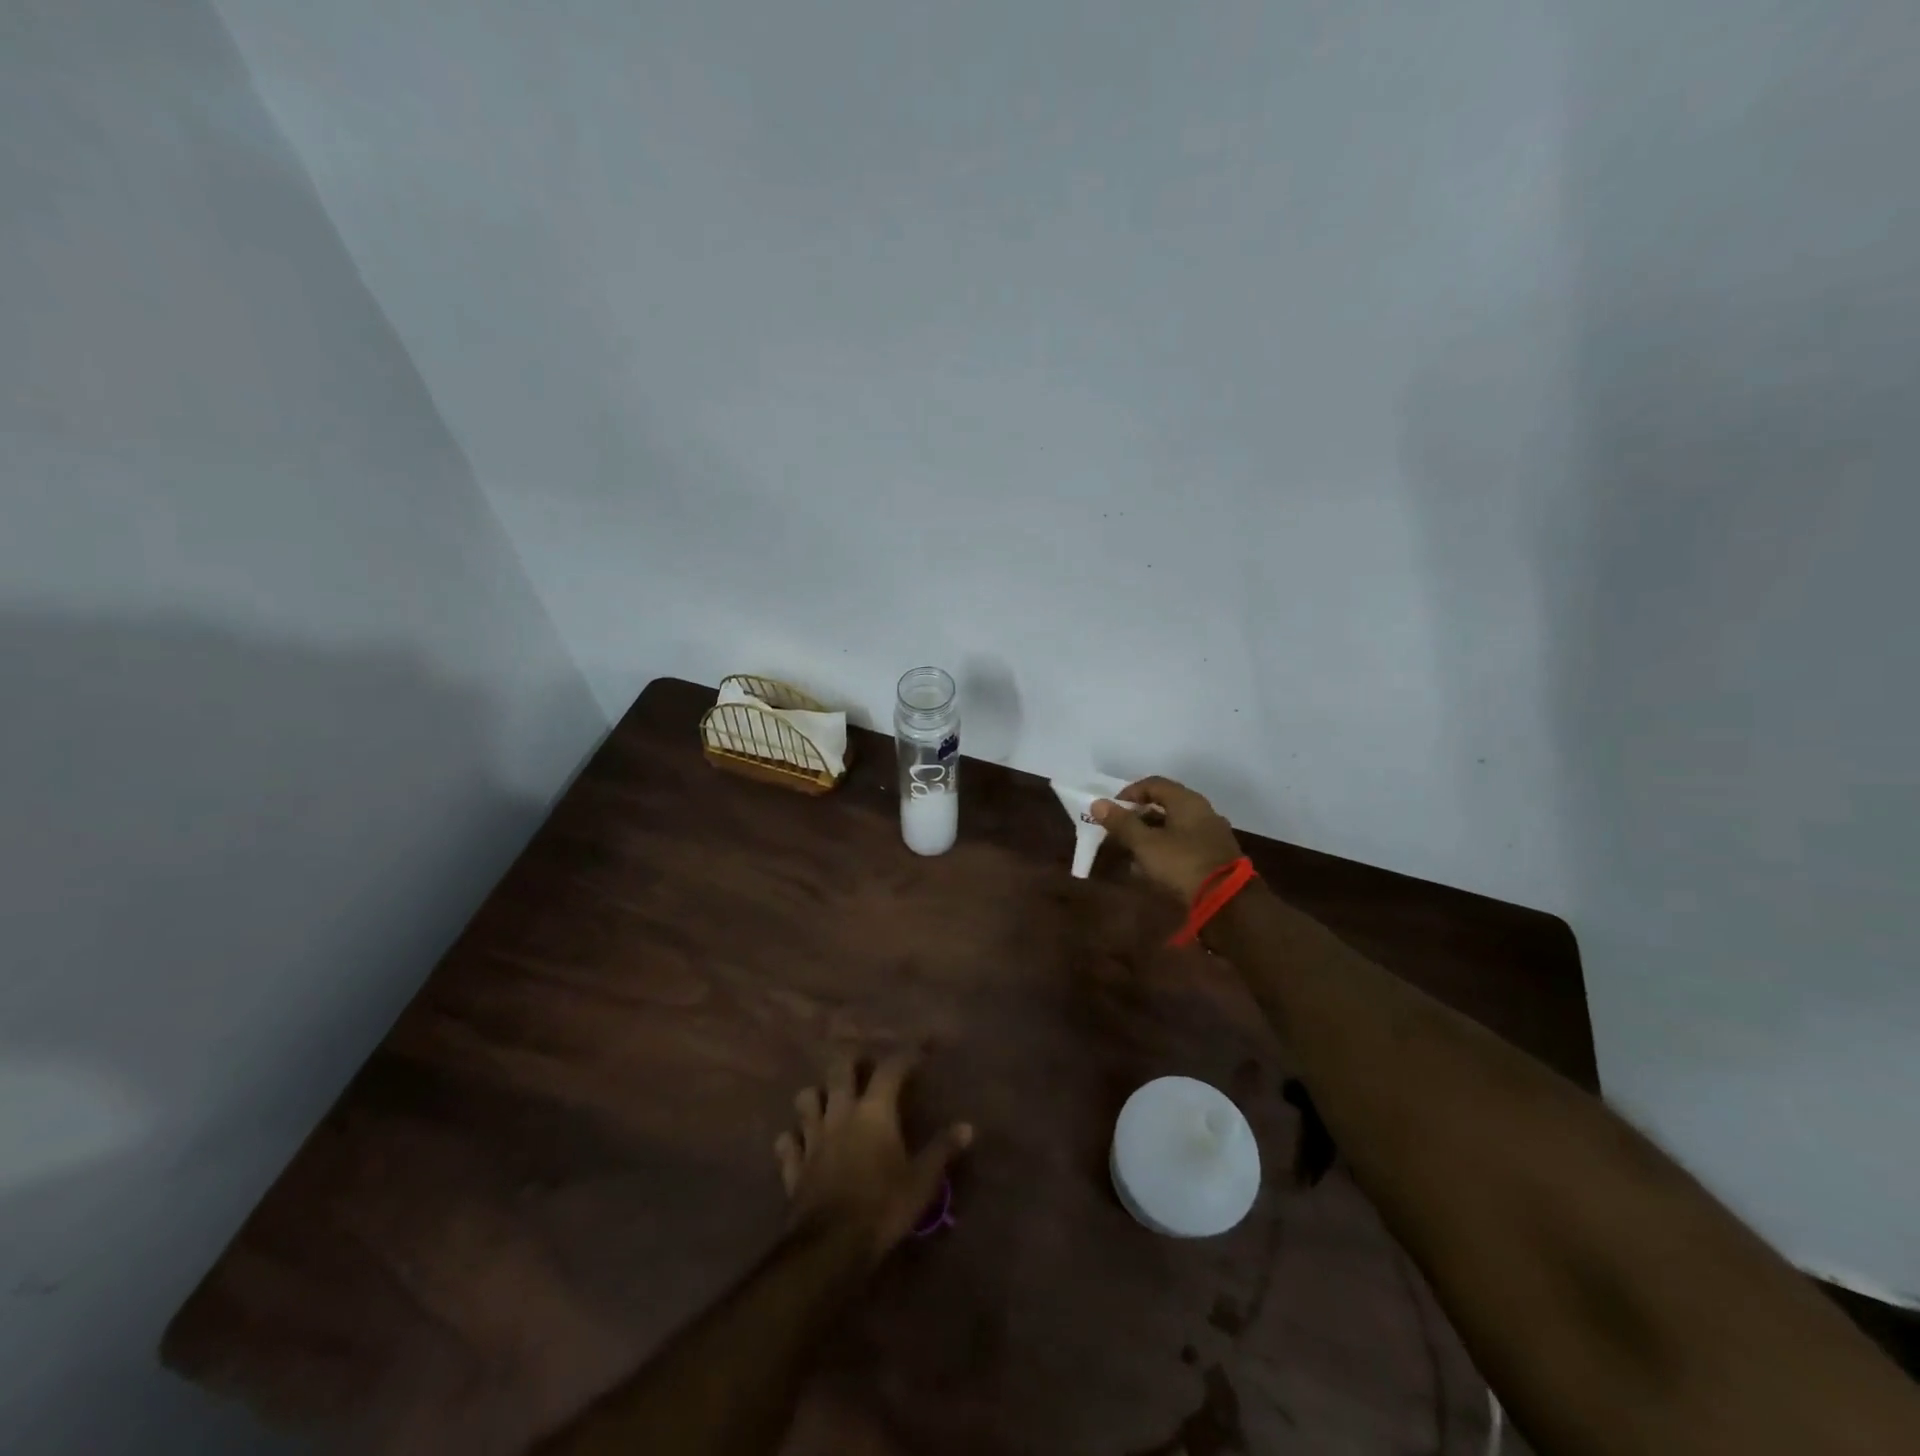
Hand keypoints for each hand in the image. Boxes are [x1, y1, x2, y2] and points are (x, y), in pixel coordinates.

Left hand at [773, 1051, 972, 1262]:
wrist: (830, 1247)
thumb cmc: (883, 1207)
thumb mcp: (922, 1181)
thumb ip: (942, 1150)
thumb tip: (967, 1127)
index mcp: (874, 1112)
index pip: (890, 1069)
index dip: (905, 1056)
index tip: (919, 1054)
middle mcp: (841, 1114)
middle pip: (839, 1069)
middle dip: (850, 1060)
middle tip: (862, 1064)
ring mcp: (813, 1137)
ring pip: (806, 1099)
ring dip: (816, 1095)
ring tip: (827, 1100)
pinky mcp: (794, 1166)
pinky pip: (787, 1142)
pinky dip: (793, 1138)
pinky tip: (800, 1142)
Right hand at [1092, 775, 1244, 902]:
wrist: (1227, 901)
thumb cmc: (1182, 864)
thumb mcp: (1145, 844)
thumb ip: (1122, 823)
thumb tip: (1097, 803)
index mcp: (1187, 801)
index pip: (1153, 783)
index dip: (1129, 793)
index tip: (1112, 809)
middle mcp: (1203, 811)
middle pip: (1165, 804)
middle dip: (1139, 815)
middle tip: (1119, 829)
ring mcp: (1212, 834)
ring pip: (1175, 825)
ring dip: (1152, 833)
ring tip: (1132, 849)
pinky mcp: (1216, 855)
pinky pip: (1185, 843)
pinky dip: (1167, 848)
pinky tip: (1154, 865)